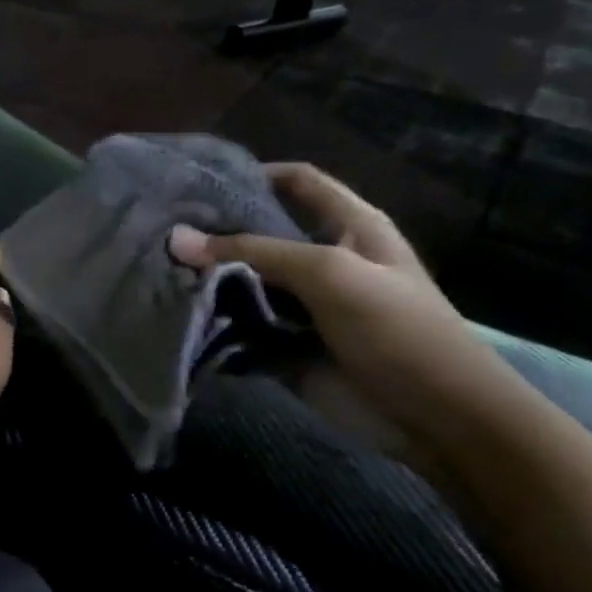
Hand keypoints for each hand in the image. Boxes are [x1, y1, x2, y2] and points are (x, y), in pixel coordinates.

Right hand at [169, 163, 520, 446]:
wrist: (434, 416)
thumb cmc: (395, 329)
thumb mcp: (330, 274)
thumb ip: (255, 252)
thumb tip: (177, 239)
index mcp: (350, 228)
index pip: (299, 183)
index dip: (256, 174)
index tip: (200, 182)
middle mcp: (323, 261)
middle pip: (262, 236)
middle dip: (218, 235)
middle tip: (161, 232)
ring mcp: (304, 307)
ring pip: (246, 285)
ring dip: (208, 283)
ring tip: (157, 272)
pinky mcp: (287, 347)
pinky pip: (243, 329)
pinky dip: (214, 325)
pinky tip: (175, 317)